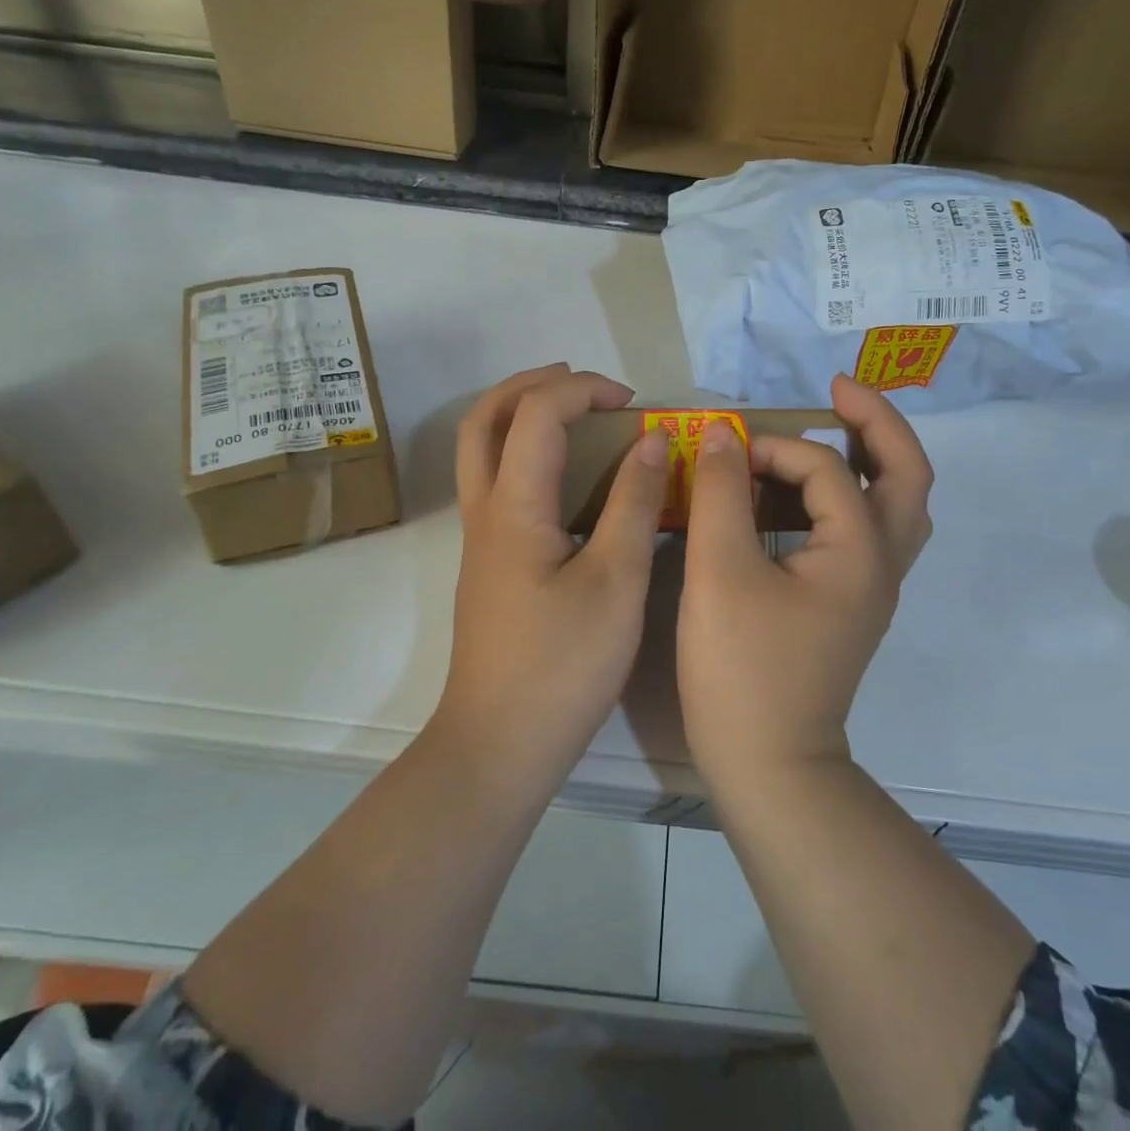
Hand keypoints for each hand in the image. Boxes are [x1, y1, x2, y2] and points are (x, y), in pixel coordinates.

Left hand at [435, 364, 668, 784]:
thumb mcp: (616, 581)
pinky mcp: (488, 563)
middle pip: (483, 418)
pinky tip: (568, 479)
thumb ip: (633, 503)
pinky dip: (525, 453)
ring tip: (575, 415)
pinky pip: (496, 482)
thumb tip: (649, 440)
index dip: (583, 391)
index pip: (536, 414)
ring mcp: (480, 539)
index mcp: (514, 507)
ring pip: (481, 450)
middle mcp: (484, 512)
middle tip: (584, 385)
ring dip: (521, 415)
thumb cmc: (563, 666)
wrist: (499, 745)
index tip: (633, 403)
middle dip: (531, 385)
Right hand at [678, 374, 933, 782]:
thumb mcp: (719, 572)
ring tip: (834, 428)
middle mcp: (882, 563)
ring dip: (872, 458)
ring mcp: (872, 587)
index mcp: (860, 550)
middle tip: (839, 388)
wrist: (768, 766)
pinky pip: (868, 530)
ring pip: (896, 504)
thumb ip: (721, 493)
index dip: (773, 448)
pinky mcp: (851, 604)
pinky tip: (807, 496)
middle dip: (877, 421)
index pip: (826, 467)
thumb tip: (723, 433)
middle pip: (907, 473)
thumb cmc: (742, 669)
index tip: (723, 454)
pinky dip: (849, 496)